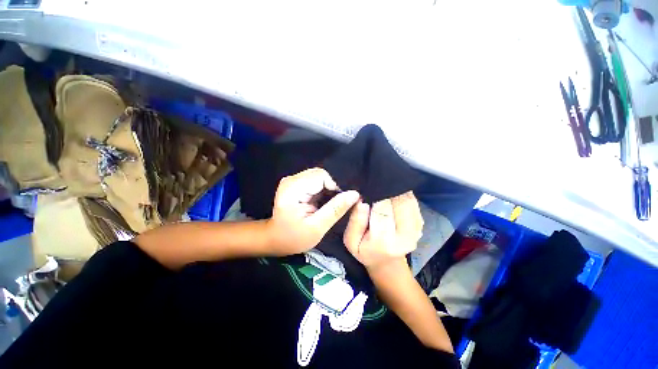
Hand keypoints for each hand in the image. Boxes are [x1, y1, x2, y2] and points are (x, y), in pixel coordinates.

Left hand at [267, 168, 359, 255]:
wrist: (276, 239)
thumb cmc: (294, 237)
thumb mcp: (317, 227)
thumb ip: (335, 209)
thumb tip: (354, 194)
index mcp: (293, 189)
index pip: (321, 175)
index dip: (335, 186)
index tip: (340, 202)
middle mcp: (292, 180)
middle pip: (320, 174)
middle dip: (332, 188)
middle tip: (336, 205)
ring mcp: (293, 180)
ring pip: (319, 177)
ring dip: (328, 189)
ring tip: (330, 204)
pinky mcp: (296, 184)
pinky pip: (315, 181)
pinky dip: (323, 190)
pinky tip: (324, 202)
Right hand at [343, 191, 422, 272]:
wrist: (387, 262)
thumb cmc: (366, 250)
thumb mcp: (351, 241)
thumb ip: (355, 221)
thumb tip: (362, 202)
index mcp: (384, 241)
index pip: (382, 210)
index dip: (375, 196)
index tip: (368, 191)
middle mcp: (405, 235)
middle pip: (399, 202)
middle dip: (387, 191)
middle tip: (376, 189)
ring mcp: (416, 230)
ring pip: (408, 199)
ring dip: (396, 191)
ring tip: (384, 192)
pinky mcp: (421, 224)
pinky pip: (412, 201)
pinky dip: (402, 195)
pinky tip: (392, 197)